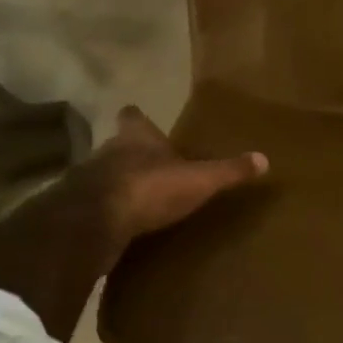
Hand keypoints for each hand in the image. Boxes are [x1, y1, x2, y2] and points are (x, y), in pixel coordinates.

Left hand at [85, 106, 268, 261]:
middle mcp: (108, 152)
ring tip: (141, 199)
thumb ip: (229, 171)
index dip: (137, 118)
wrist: (93, 223)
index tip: (140, 119)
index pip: (133, 117)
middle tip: (153, 165)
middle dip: (134, 154)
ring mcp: (88, 182)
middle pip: (119, 146)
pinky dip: (109, 214)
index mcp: (136, 137)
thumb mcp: (199, 179)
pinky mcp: (78, 212)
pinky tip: (123, 226)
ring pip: (105, 175)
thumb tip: (264, 159)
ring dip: (120, 184)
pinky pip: (97, 208)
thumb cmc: (149, 188)